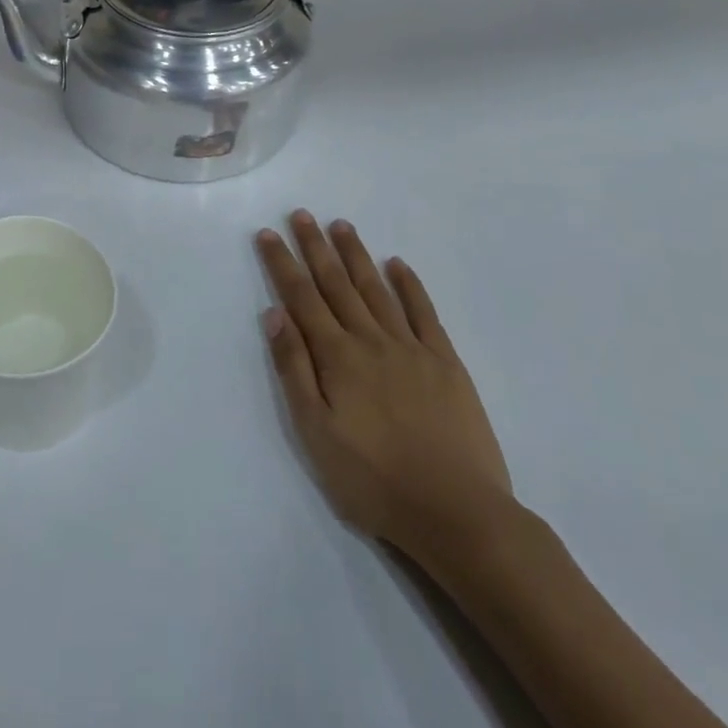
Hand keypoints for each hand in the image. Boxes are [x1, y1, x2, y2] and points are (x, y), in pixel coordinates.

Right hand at [256, 212, 515, 572]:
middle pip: (337, 284)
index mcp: (337, 357)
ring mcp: (411, 348)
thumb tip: (274, 314)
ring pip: (377, 289)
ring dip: (356, 255)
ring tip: (340, 225)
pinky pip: (424, 313)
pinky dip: (410, 285)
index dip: (283, 264)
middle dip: (316, 247)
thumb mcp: (315, 433)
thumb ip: (294, 369)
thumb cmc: (374, 480)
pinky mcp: (446, 363)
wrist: (457, 513)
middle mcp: (371, 340)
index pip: (302, 298)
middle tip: (302, 214)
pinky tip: (398, 264)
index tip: (270, 233)